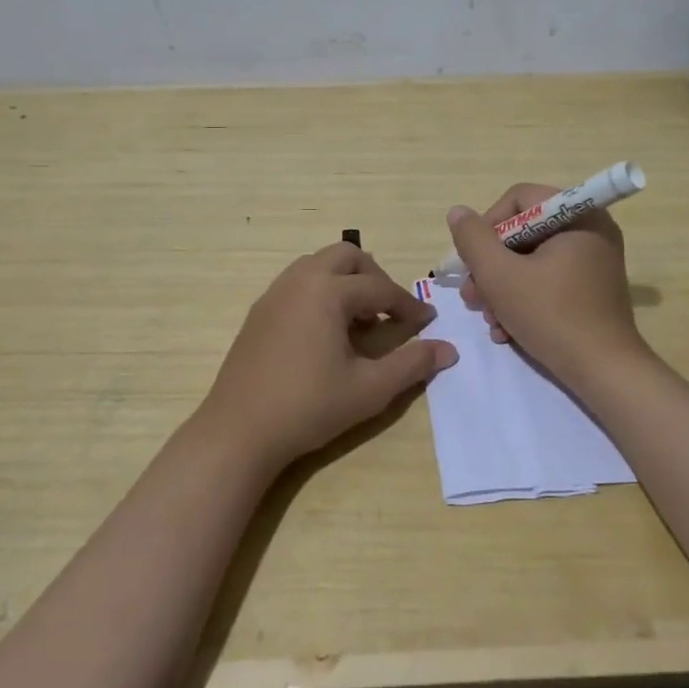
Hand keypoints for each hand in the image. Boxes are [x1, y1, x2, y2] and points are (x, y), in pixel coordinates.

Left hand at [195, 243, 456, 476]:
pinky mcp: (259, 311)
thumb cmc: (309, 407)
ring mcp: (274, 293)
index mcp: (327, 291)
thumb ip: (412, 364)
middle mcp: (299, 280)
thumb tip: (449, 350)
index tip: (428, 322)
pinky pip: (298, 283)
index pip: (380, 288)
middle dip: (375, 277)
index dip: (409, 305)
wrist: (239, 430)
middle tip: (389, 311)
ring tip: (359, 321)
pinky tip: (326, 332)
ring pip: (319, 264)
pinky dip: (321, 292)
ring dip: (346, 281)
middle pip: (347, 256)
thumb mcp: (370, 389)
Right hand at [447, 185, 645, 385]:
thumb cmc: (551, 315)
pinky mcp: (592, 289)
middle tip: (472, 296)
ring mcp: (594, 261)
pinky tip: (506, 330)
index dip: (487, 227)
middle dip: (491, 266)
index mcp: (577, 215)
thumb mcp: (500, 275)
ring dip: (502, 288)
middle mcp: (590, 230)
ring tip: (488, 319)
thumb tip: (458, 212)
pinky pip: (549, 280)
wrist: (604, 371)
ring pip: (532, 261)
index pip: (519, 200)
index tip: (472, 262)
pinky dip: (524, 300)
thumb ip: (473, 240)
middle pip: (523, 232)